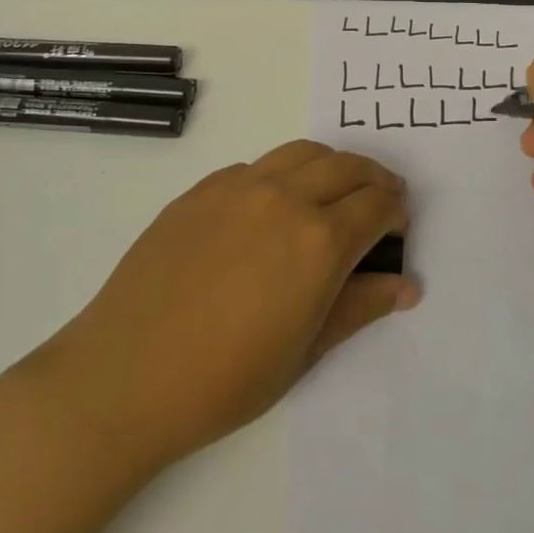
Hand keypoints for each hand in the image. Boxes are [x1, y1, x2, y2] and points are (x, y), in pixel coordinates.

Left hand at [34, 141, 416, 472]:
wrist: (125, 376)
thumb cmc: (225, 379)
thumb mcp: (306, 351)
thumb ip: (361, 307)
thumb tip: (408, 285)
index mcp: (319, 241)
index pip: (377, 206)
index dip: (396, 213)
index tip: (397, 228)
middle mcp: (285, 198)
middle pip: (347, 167)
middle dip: (374, 180)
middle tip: (380, 201)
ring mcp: (239, 187)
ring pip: (303, 153)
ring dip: (332, 165)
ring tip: (334, 191)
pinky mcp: (202, 190)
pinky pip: (256, 167)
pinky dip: (282, 174)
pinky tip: (272, 208)